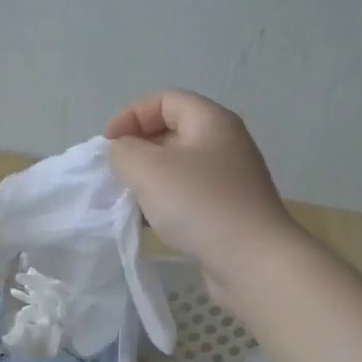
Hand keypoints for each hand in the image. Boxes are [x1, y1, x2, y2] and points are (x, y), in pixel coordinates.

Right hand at [104, 90, 301, 302]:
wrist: (252, 260)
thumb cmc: (198, 204)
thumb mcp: (147, 169)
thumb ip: (123, 152)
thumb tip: (124, 153)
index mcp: (211, 121)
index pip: (165, 100)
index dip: (131, 115)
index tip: (108, 145)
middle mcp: (225, 144)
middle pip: (172, 132)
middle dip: (138, 149)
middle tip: (116, 174)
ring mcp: (230, 179)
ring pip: (179, 168)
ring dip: (150, 180)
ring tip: (129, 201)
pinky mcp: (230, 211)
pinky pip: (189, 196)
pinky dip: (166, 203)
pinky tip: (150, 224)